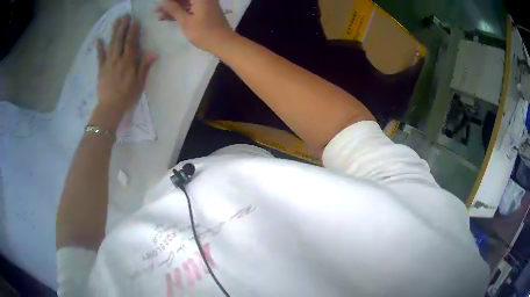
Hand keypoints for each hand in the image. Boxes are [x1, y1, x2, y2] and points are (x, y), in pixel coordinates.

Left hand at [92, 14, 156, 131]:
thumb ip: (144, 67)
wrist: (110, 108)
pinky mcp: (101, 69)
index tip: (135, 20)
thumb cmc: (127, 96)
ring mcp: (108, 63)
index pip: (131, 43)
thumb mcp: (139, 83)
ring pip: (111, 45)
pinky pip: (100, 57)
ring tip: (116, 21)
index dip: (133, 31)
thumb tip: (153, 53)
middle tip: (125, 15)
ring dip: (114, 32)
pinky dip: (99, 48)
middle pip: (120, 40)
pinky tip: (99, 39)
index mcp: (128, 62)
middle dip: (123, 27)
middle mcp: (118, 59)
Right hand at [155, 0, 234, 52]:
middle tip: (155, 11)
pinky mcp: (205, 11)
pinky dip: (180, 12)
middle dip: (169, 3)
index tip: (159, 5)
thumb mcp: (186, 21)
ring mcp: (205, 4)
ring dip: (173, 8)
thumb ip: (174, 9)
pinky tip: (168, 18)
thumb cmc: (204, 32)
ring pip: (186, 3)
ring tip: (158, 15)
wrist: (224, 43)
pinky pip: (190, 8)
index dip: (169, 1)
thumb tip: (162, 2)